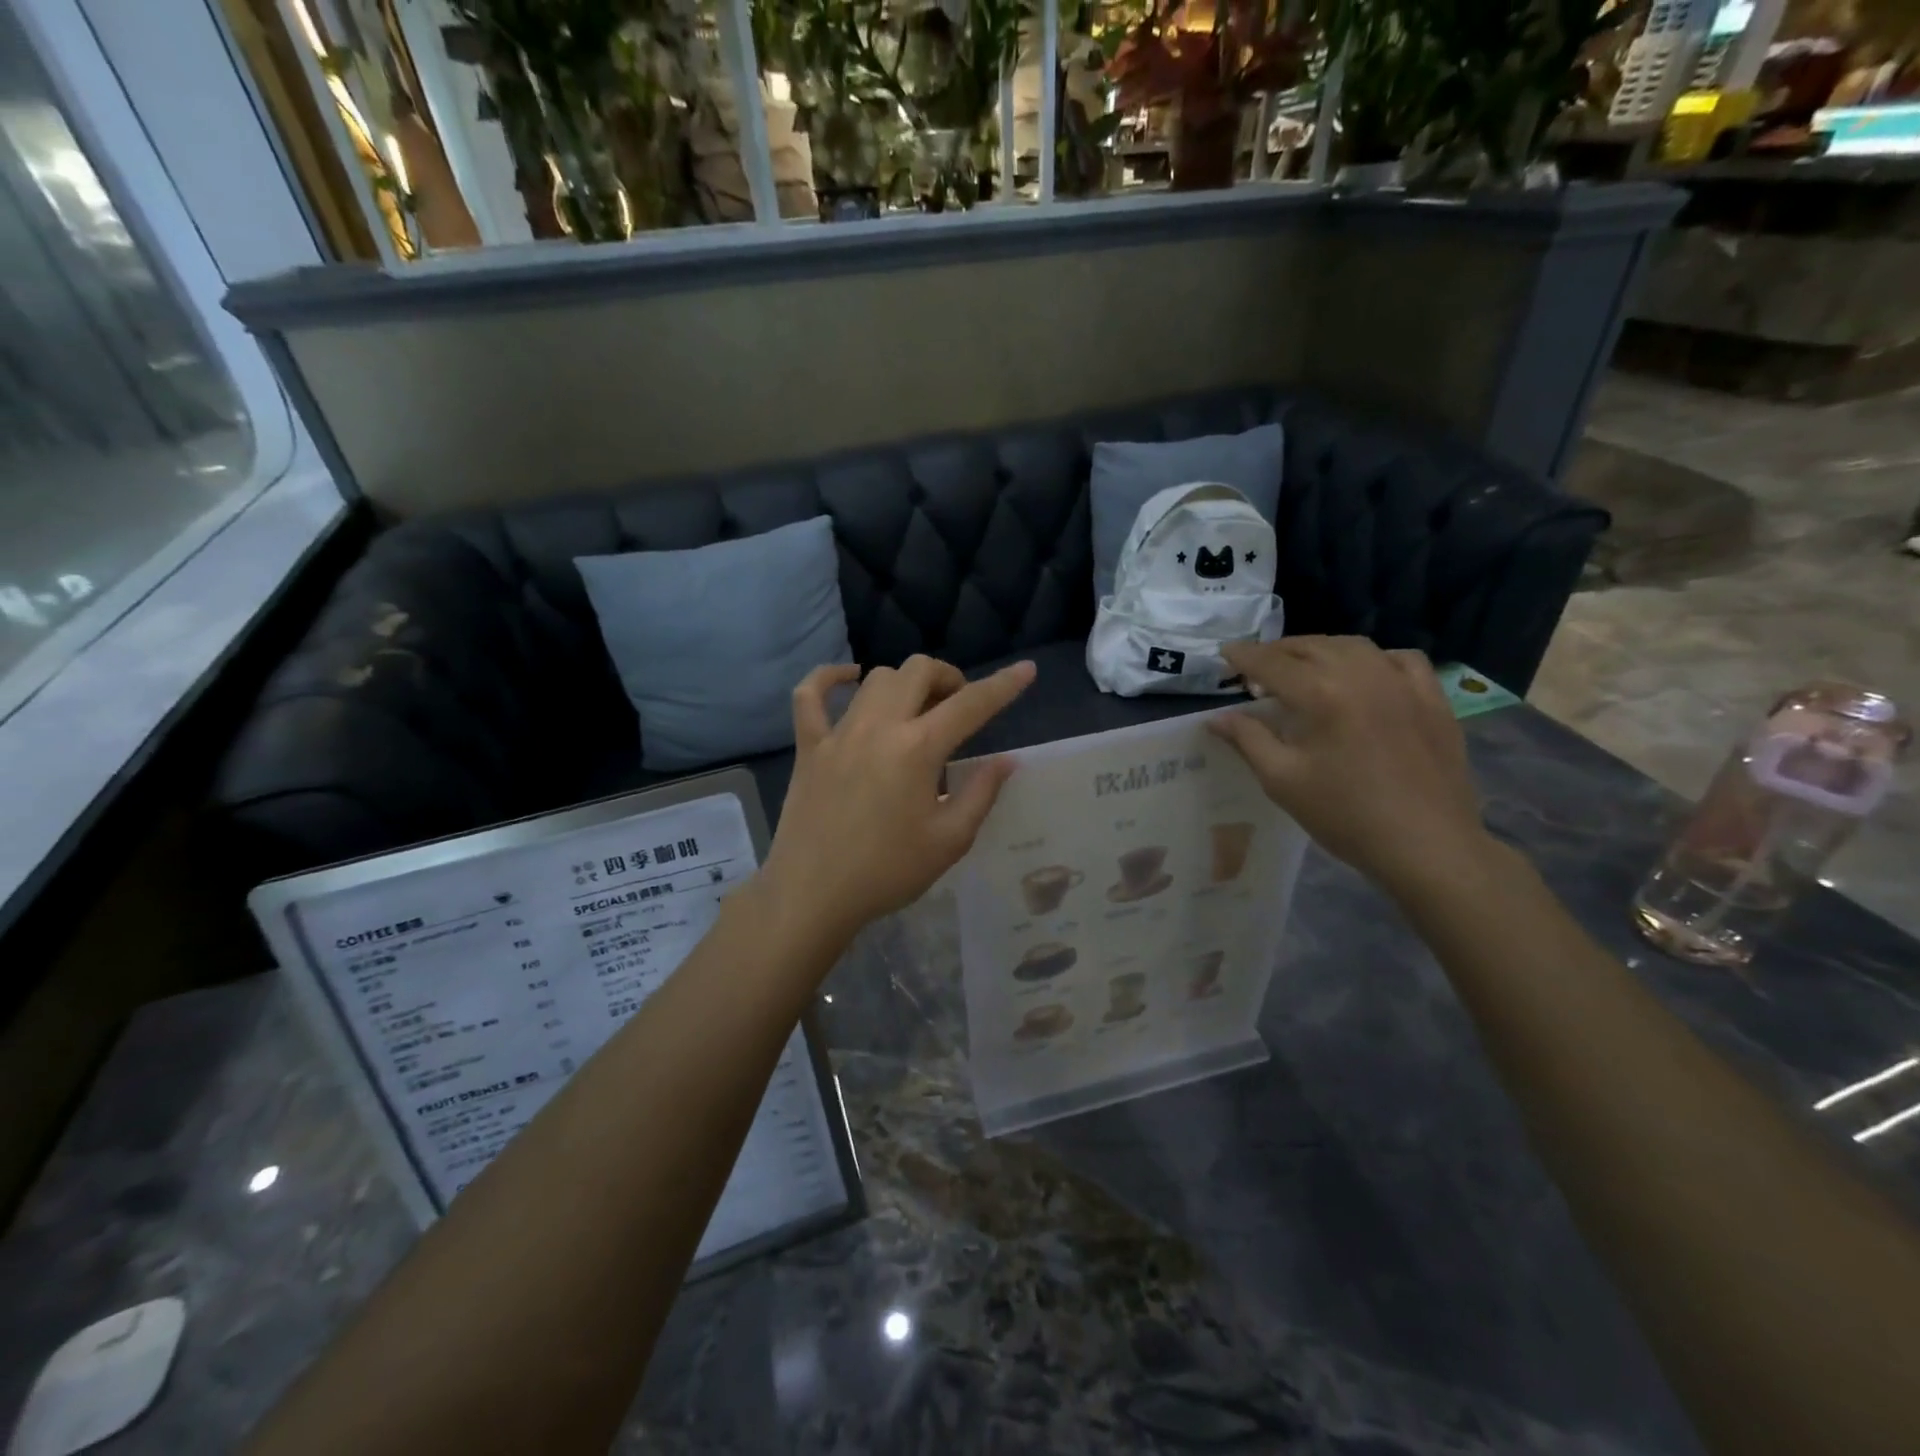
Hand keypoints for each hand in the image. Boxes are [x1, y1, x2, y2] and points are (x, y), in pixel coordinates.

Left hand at [758, 655, 1035, 945]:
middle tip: (957, 707)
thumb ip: (981, 793)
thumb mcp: (949, 840)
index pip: (971, 704)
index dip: (1004, 685)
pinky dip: (829, 678)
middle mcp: (879, 726)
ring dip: (905, 683)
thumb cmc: (887, 872)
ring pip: (876, 679)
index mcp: (918, 749)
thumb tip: (1007, 760)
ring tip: (915, 709)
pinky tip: (849, 680)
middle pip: (918, 671)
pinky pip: (810, 694)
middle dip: (949, 677)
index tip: (1026, 671)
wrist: (813, 894)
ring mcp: (838, 732)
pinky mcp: (809, 746)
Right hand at [1210, 637, 1490, 900]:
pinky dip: (1373, 658)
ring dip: (1320, 650)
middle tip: (1256, 668)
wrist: (1426, 845)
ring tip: (1303, 667)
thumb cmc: (1344, 815)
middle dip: (1278, 652)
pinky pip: (1400, 659)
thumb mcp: (1282, 780)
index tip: (1224, 654)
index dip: (1243, 656)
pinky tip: (1365, 675)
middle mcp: (1362, 674)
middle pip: (1310, 647)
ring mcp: (1402, 682)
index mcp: (1321, 694)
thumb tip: (1217, 718)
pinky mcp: (1432, 697)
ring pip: (1353, 646)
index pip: (1271, 663)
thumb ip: (1248, 740)